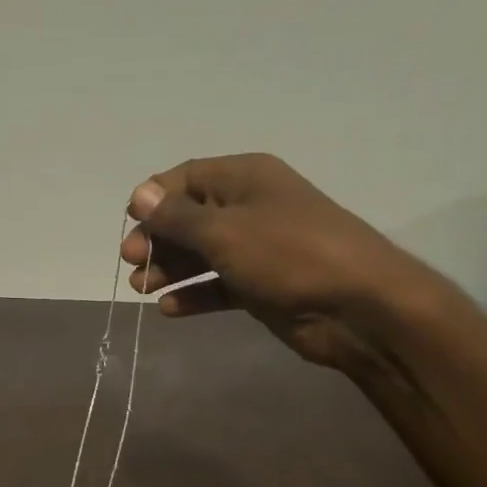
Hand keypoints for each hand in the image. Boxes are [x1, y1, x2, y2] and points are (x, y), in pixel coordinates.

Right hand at [122, 153, 448, 368]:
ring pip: (200, 254)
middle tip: (131, 264)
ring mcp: (256, 248)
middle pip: (189, 218)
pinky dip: (194, 294)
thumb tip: (140, 194)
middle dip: (157, 239)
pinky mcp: (260, 285)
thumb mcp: (224, 231)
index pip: (186, 178)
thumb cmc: (288, 255)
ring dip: (169, 269)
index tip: (129, 224)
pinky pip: (217, 285)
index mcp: (245, 179)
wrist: (357, 306)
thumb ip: (177, 217)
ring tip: (142, 289)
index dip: (153, 198)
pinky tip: (170, 309)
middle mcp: (249, 208)